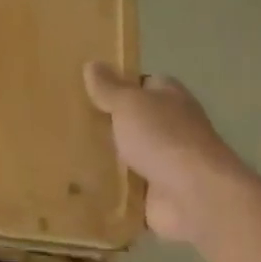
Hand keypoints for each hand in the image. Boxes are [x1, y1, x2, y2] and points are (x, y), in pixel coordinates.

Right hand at [83, 63, 250, 242]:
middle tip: (68, 123)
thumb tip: (92, 64)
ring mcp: (166, 162)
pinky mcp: (157, 194)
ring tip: (65, 154)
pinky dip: (110, 189)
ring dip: (106, 158)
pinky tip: (81, 187)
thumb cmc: (164, 137)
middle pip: (133, 121)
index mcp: (169, 97)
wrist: (195, 196)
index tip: (87, 90)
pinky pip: (126, 188)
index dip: (118, 85)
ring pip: (128, 155)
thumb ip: (109, 87)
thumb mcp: (129, 103)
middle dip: (107, 123)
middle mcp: (171, 126)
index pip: (143, 84)